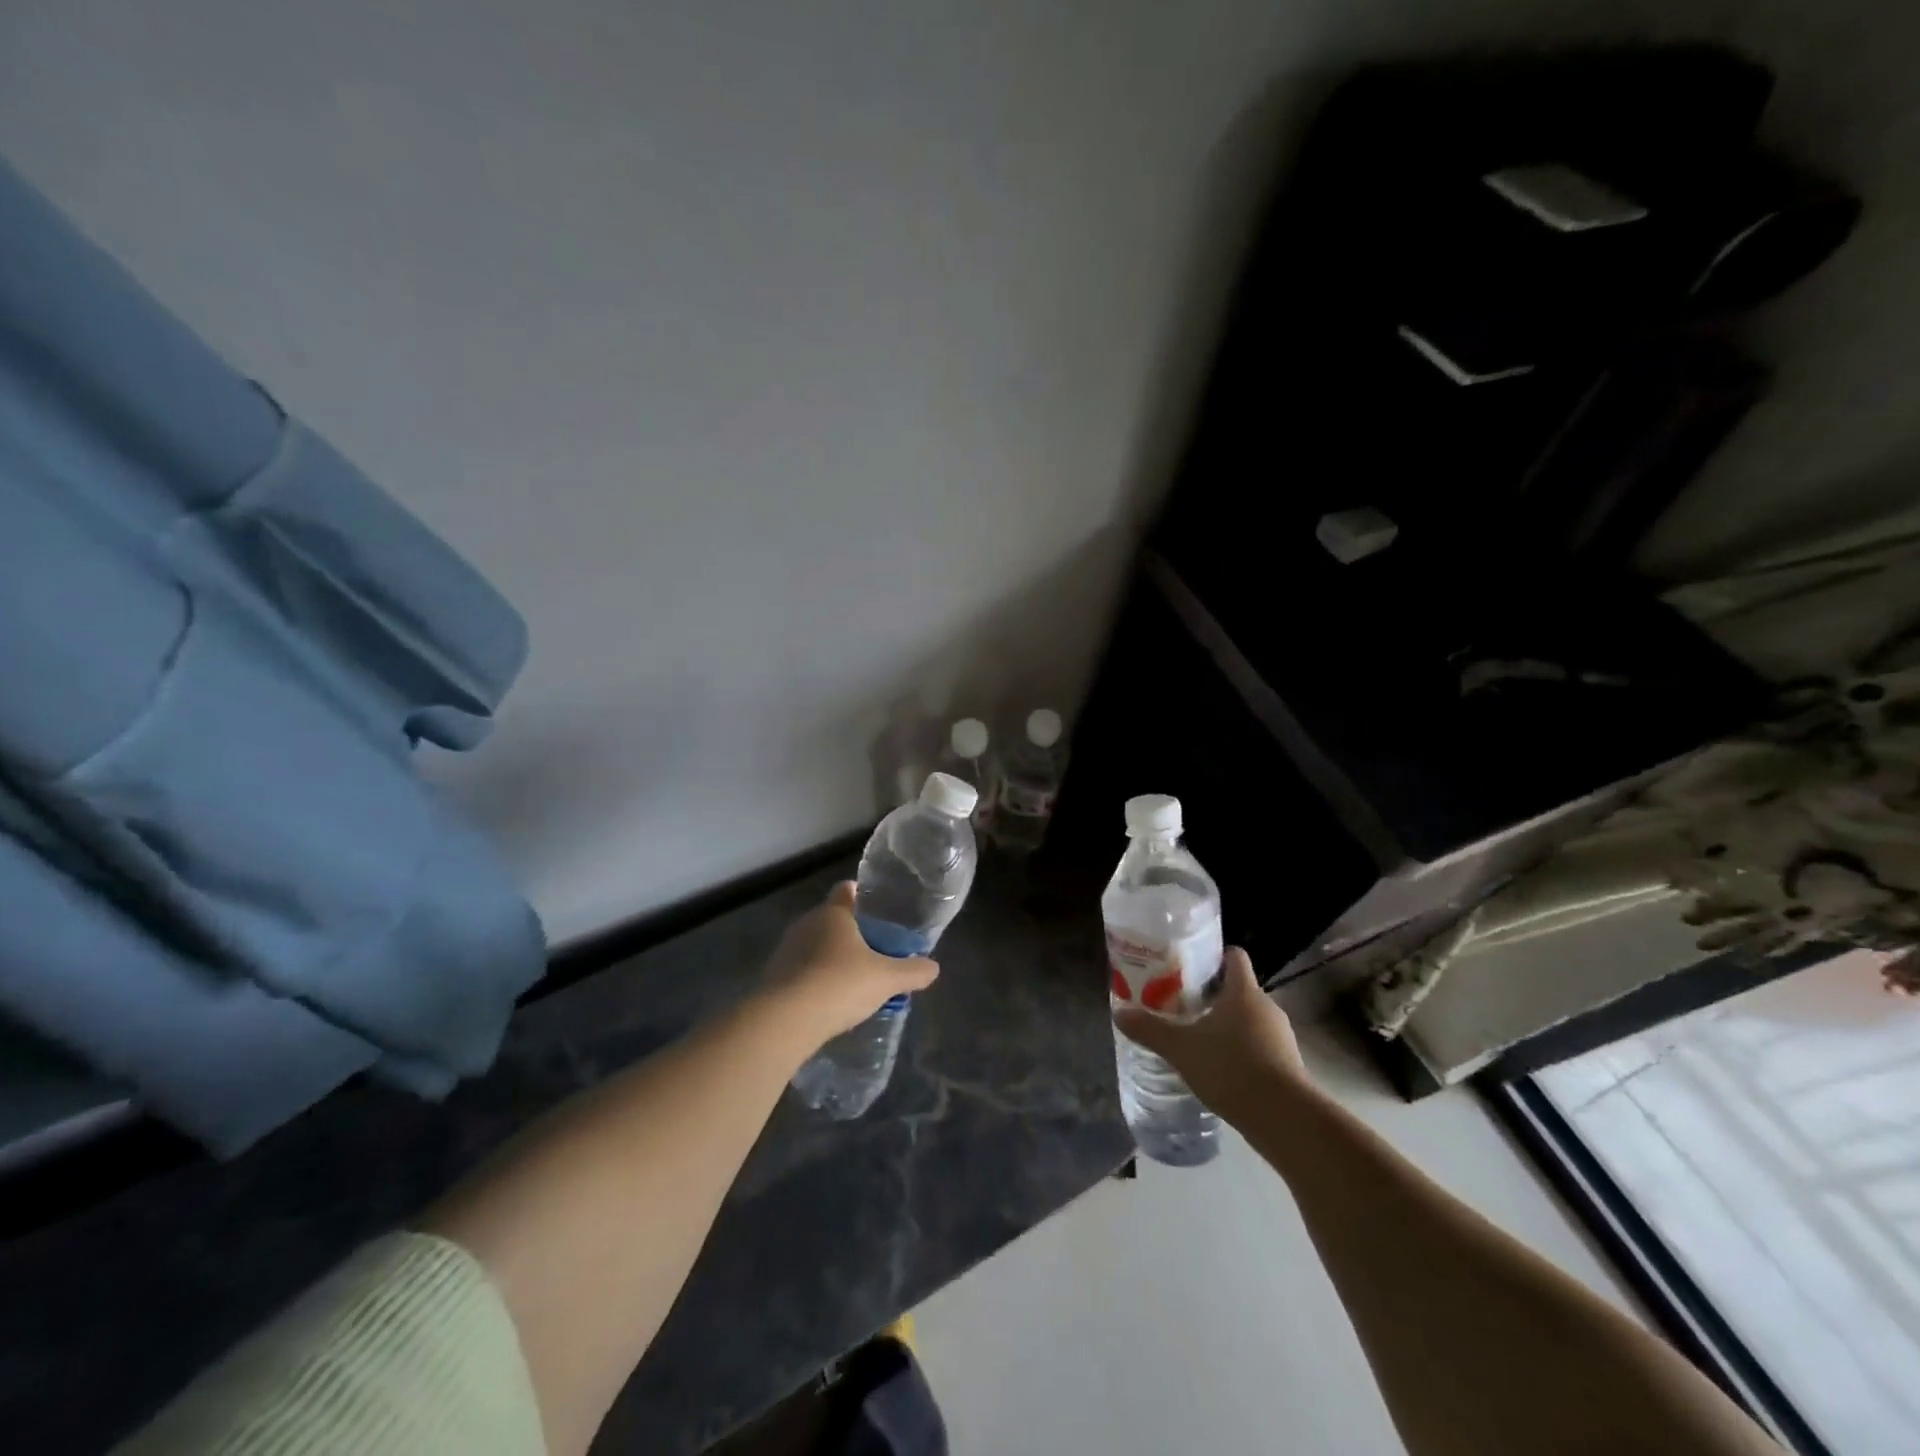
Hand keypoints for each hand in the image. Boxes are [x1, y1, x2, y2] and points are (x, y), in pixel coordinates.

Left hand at [764, 883, 939, 1046]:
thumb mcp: (886, 979)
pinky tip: (828, 1000)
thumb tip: (934, 967)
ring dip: (830, 957)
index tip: (877, 908)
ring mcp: (786, 950)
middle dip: (850, 932)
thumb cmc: (840, 984)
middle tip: (873, 950)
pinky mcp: (773, 977)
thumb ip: (912, 971)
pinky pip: (800, 970)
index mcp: (833, 913)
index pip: (846, 890)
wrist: (786, 1020)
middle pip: (831, 919)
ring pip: (814, 945)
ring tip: (852, 979)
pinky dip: (814, 979)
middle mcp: (806, 923)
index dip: (861, 895)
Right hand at [1113, 948, 1312, 1119]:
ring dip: (1227, 1026)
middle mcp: (1266, 1007)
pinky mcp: (1287, 1065)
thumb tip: (1118, 1013)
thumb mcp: (1181, 1048)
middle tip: (1182, 1005)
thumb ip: (1150, 1029)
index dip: (1215, 955)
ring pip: (1249, 1020)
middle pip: (1239, 989)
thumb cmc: (1232, 1067)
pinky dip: (1241, 1051)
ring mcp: (1281, 1037)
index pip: (1235, 957)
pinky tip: (1220, 1069)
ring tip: (1197, 1039)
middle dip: (1213, 995)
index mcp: (1244, 992)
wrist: (1284, 1118)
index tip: (1191, 964)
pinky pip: (1260, 1046)